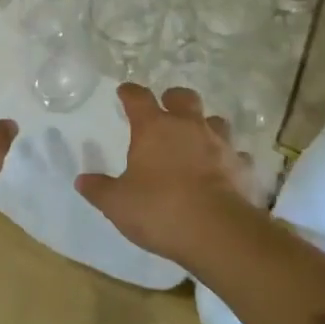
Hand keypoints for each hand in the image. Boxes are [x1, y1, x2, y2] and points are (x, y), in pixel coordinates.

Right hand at [76, 84, 259, 263]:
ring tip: (199, 139)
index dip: (130, 93)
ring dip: (206, 126)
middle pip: (184, 98)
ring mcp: (220, 145)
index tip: (124, 91)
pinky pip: (237, 156)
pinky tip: (225, 171)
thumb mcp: (118, 204)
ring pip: (216, 122)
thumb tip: (82, 180)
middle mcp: (188, 127)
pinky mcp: (243, 168)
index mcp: (154, 128)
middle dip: (174, 99)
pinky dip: (230, 160)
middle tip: (167, 107)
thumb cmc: (160, 210)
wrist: (217, 232)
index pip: (138, 98)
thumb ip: (100, 190)